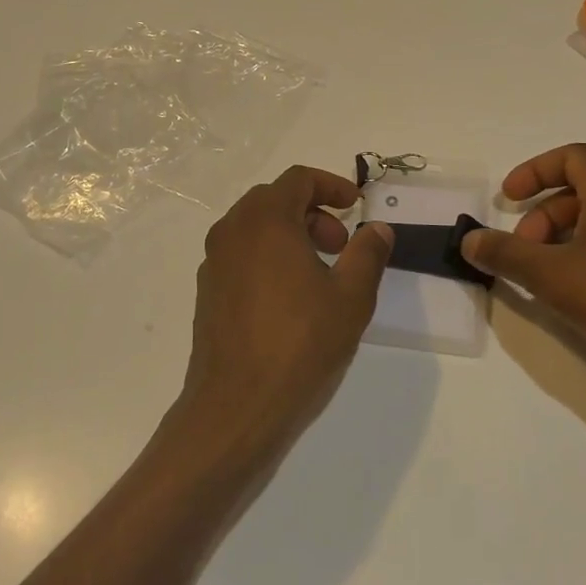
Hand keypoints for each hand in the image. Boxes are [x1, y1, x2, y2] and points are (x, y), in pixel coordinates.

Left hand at [181, 166, 393, 458]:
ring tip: (320, 274)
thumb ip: (367, 253)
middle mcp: (232, 230)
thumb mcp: (351, 297)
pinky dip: (268, 257)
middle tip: (341, 245)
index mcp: (265, 220)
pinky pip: (241, 255)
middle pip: (274, 200)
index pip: (298, 179)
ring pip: (255, 228)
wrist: (236, 405)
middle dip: (313, 212)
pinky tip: (290, 298)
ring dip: (290, 235)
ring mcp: (214, 261)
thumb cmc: (300, 343)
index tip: (356, 206)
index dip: (332, 185)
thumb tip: (378, 228)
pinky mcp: (207, 291)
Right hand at [460, 144, 585, 397]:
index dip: (535, 169)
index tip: (508, 199)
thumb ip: (505, 255)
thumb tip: (468, 240)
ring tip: (542, 279)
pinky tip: (575, 300)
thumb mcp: (552, 275)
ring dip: (561, 243)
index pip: (575, 157)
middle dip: (541, 217)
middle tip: (522, 252)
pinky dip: (585, 264)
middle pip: (581, 193)